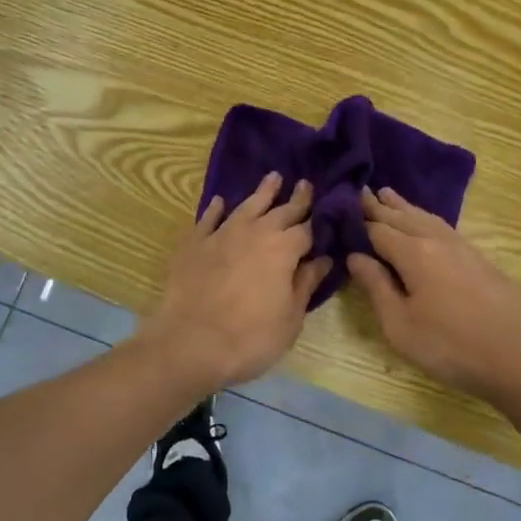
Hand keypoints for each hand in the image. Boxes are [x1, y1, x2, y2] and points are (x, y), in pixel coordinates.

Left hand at [144, 172, 330, 391]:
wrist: (191, 342)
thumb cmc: (251, 336)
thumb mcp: (290, 318)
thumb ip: (306, 284)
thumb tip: (323, 259)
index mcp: (283, 249)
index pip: (308, 229)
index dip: (319, 221)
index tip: (328, 210)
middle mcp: (255, 232)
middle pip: (281, 211)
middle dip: (296, 198)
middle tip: (305, 183)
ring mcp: (222, 234)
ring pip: (246, 206)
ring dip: (262, 192)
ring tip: (273, 177)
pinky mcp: (195, 243)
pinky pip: (209, 219)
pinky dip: (216, 209)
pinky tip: (219, 201)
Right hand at [346, 187, 520, 402]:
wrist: (518, 357)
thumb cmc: (450, 346)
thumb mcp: (400, 325)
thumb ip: (376, 286)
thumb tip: (355, 256)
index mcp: (413, 253)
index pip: (377, 229)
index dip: (357, 220)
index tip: (340, 206)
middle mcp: (436, 240)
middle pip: (401, 217)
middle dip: (379, 206)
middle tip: (360, 191)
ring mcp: (461, 246)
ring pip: (425, 217)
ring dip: (404, 206)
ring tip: (388, 194)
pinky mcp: (479, 258)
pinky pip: (443, 226)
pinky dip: (426, 217)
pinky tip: (426, 221)